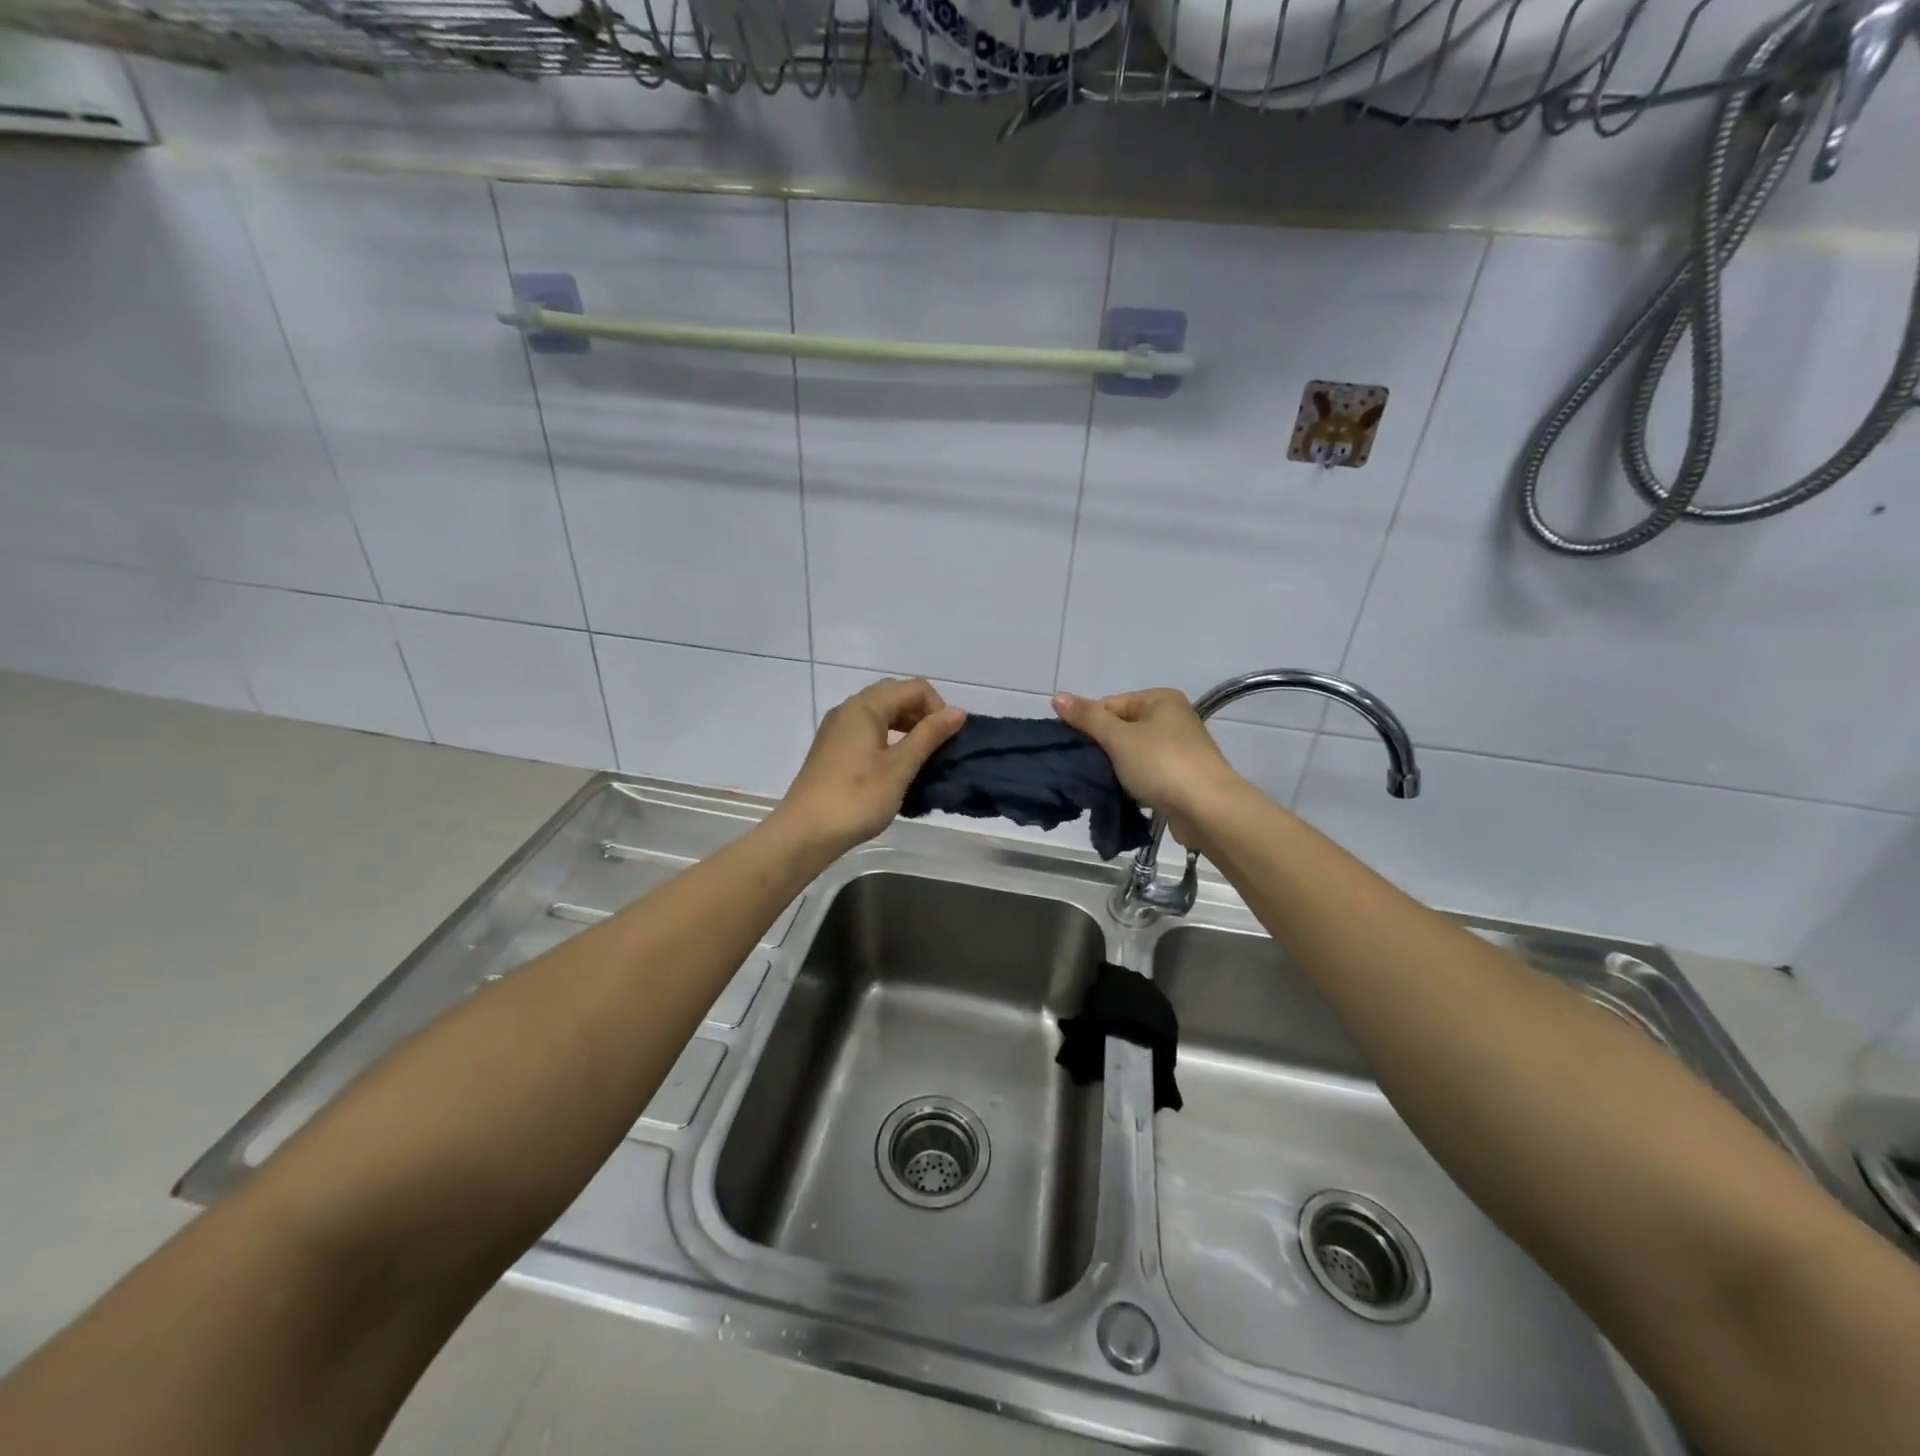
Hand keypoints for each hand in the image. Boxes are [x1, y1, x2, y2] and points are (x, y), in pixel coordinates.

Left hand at [777, 679, 965, 854]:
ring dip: (906, 726)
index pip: (914, 688)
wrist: (806, 832)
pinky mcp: (832, 749)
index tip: (949, 740)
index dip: (938, 708)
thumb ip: (929, 735)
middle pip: (895, 695)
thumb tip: (958, 712)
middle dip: (922, 714)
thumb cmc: (857, 798)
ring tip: (922, 757)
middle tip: (938, 746)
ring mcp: (837, 729)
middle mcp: (848, 709)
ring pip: (880, 713)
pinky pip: (867, 730)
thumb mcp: (900, 767)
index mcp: (865, 706)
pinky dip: (889, 738)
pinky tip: (897, 766)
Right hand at [1052, 688, 1248, 846]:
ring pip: (1132, 754)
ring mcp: (1178, 749)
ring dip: (1115, 769)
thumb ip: (1087, 718)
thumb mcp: (1118, 738)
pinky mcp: (1180, 777)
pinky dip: (1132, 784)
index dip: (1088, 725)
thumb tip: (1057, 697)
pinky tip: (1121, 797)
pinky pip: (1146, 775)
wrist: (1208, 810)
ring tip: (1101, 784)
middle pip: (1120, 728)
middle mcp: (1171, 718)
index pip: (1109, 705)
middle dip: (1101, 749)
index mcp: (1159, 700)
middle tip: (1084, 768)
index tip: (1074, 749)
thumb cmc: (1161, 764)